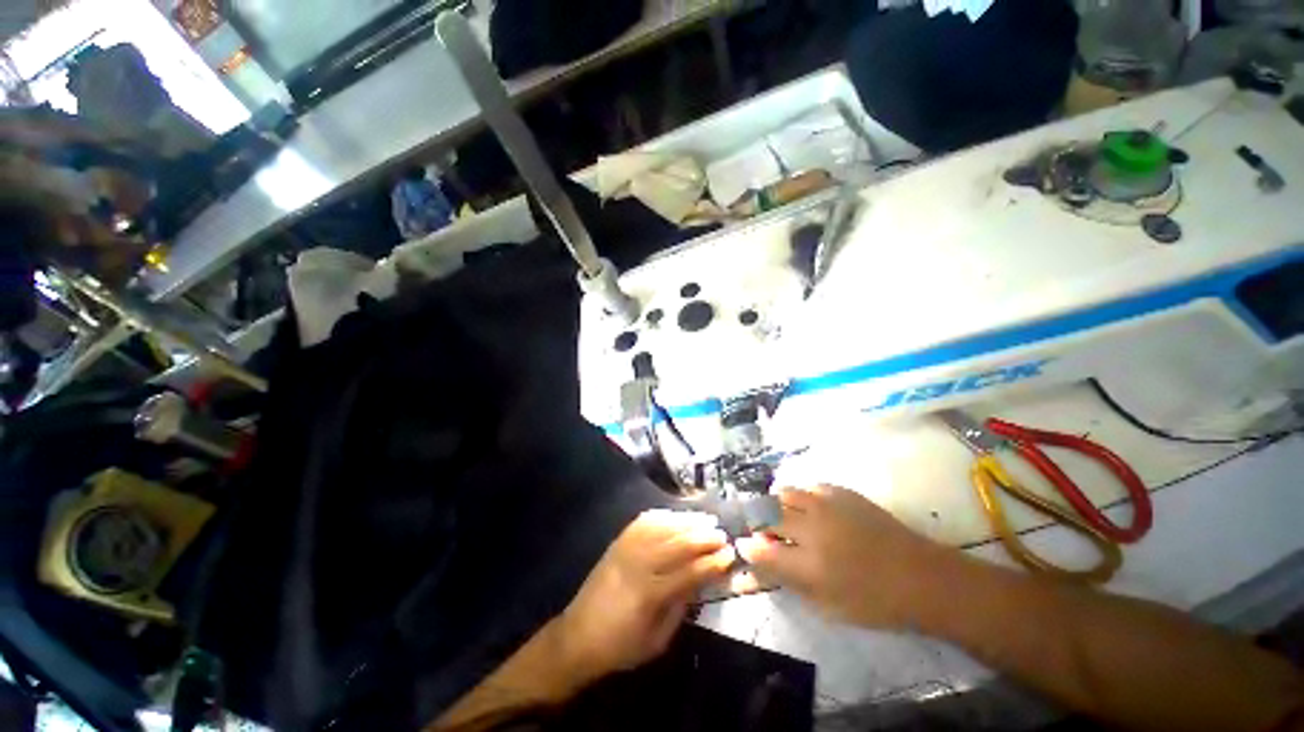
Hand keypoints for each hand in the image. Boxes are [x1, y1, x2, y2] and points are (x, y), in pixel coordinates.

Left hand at [555, 509, 735, 686]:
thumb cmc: (620, 647)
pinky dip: (663, 516)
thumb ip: (681, 607)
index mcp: (649, 595)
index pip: (688, 572)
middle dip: (703, 537)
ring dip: (686, 522)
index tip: (729, 555)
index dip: (711, 563)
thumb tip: (701, 580)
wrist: (577, 637)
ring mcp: (626, 549)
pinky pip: (643, 522)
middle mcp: (638, 565)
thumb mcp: (657, 641)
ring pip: (662, 528)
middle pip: (677, 544)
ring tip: (705, 521)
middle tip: (722, 534)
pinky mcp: (617, 542)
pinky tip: (675, 516)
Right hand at [736, 485, 958, 627]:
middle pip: (766, 516)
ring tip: (783, 517)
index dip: (747, 548)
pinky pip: (807, 487)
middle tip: (764, 533)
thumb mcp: (827, 607)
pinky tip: (809, 509)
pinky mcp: (841, 492)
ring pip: (783, 493)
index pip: (761, 551)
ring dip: (776, 505)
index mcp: (810, 566)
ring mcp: (827, 506)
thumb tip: (751, 576)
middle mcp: (813, 529)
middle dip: (757, 523)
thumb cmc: (874, 602)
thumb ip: (787, 585)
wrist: (921, 576)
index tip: (744, 547)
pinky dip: (801, 497)